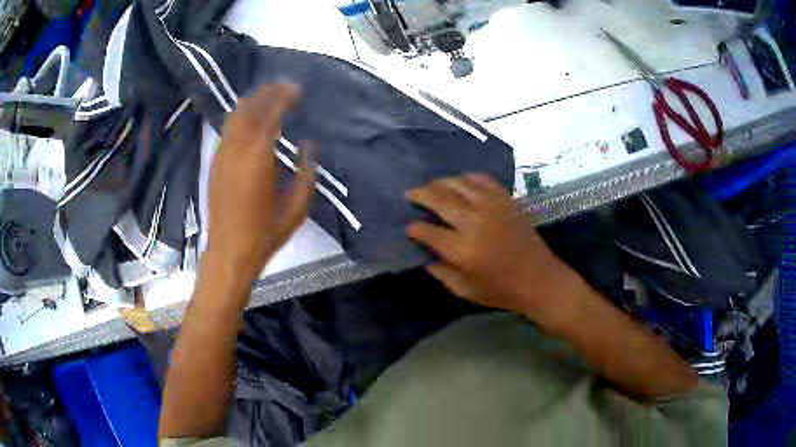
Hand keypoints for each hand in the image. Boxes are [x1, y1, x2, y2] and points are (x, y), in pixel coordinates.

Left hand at [206, 84, 314, 281]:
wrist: (229, 251)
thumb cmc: (266, 233)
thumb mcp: (297, 207)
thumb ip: (306, 172)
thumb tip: (309, 145)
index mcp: (260, 157)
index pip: (271, 112)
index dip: (285, 96)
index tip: (297, 91)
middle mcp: (237, 149)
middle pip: (250, 107)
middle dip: (268, 92)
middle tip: (285, 88)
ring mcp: (222, 154)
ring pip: (235, 115)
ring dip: (253, 102)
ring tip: (268, 99)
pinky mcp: (214, 163)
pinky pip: (227, 130)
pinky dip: (240, 117)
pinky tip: (250, 121)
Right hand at [406, 174, 579, 326]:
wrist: (539, 279)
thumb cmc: (501, 290)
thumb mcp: (465, 291)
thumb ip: (441, 272)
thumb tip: (424, 255)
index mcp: (462, 249)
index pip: (428, 231)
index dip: (414, 228)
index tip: (409, 228)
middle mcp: (474, 222)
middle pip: (440, 199)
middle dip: (420, 194)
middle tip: (410, 193)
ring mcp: (492, 207)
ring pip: (459, 184)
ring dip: (440, 182)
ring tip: (431, 186)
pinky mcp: (506, 200)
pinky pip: (483, 180)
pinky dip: (468, 177)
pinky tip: (460, 181)